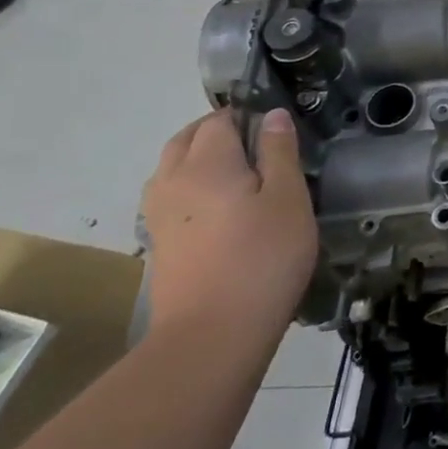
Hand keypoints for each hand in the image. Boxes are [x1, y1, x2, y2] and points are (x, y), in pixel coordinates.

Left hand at [140, 109, 317, 339]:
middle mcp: (172, 180)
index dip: (248, 115)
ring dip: (201, 158)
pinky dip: (191, 186)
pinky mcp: (158, 242)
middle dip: (218, 131)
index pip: (220, 120)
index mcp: (207, 162)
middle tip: (259, 144)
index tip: (277, 130)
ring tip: (240, 172)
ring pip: (173, 167)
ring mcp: (158, 213)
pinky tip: (219, 207)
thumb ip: (279, 152)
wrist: (212, 333)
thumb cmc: (263, 257)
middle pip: (188, 139)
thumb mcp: (289, 198)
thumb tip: (273, 115)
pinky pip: (170, 195)